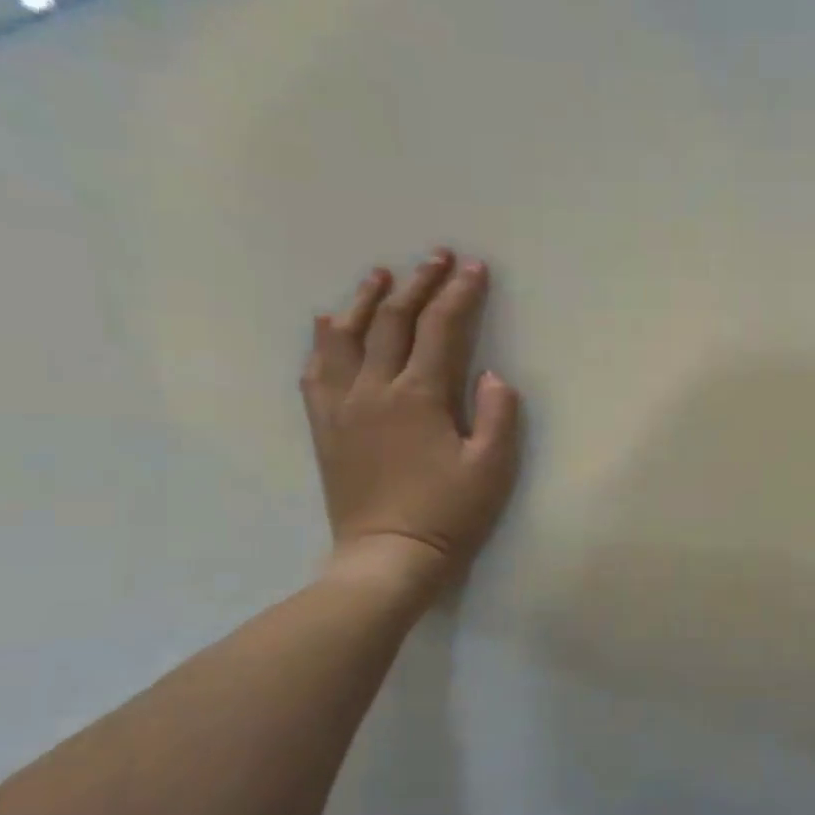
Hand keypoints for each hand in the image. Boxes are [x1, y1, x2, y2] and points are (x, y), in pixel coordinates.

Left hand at [300, 249, 522, 604]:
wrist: (388, 556)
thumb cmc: (449, 513)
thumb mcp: (492, 468)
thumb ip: (498, 415)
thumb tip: (492, 375)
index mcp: (419, 396)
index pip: (440, 329)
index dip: (459, 294)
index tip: (474, 268)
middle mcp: (374, 389)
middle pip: (393, 321)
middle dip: (419, 283)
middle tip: (436, 257)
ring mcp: (342, 406)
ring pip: (347, 336)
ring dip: (365, 300)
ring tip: (379, 274)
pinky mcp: (325, 426)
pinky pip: (316, 370)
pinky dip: (325, 340)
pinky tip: (331, 326)